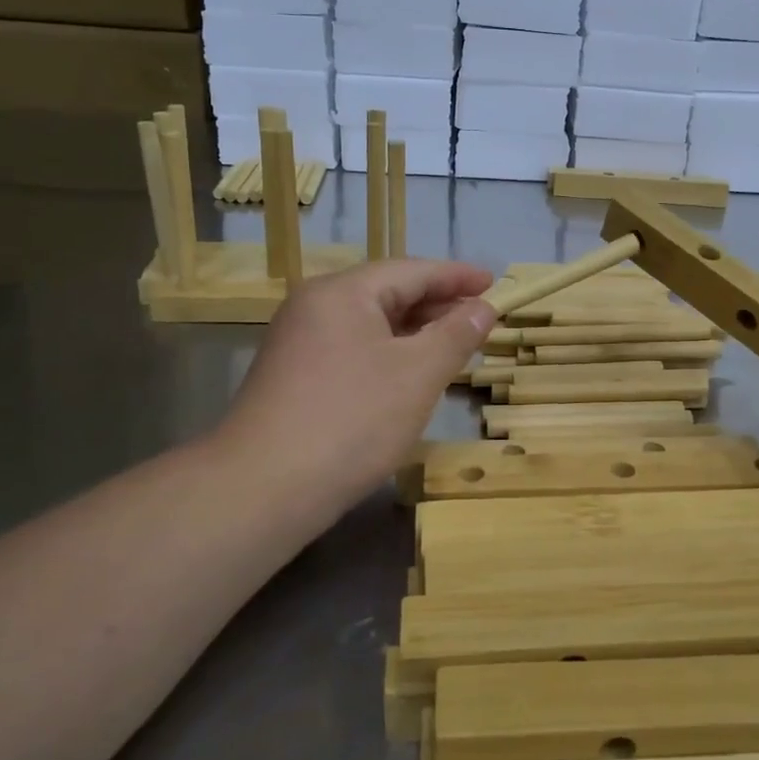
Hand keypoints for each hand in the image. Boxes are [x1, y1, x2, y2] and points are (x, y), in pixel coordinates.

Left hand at [220, 259, 496, 526]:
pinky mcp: (294, 377)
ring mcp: (299, 343)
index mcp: (343, 292)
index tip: (495, 283)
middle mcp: (315, 307)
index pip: (412, 271)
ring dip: (415, 331)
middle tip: (482, 317)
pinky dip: (389, 354)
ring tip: (454, 344)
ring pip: (370, 324)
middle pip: (388, 293)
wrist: (263, 488)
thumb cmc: (352, 420)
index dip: (458, 276)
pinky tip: (410, 375)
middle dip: (438, 303)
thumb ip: (455, 335)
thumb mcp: (418, 374)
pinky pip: (353, 350)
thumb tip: (483, 307)